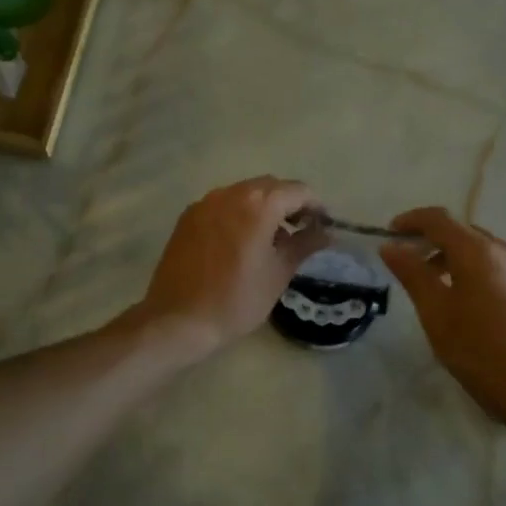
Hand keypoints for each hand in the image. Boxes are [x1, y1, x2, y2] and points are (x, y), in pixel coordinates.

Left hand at [136, 177, 328, 357]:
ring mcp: (205, 203)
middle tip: (299, 232)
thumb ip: (304, 245)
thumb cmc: (237, 300)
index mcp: (259, 204)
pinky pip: (222, 205)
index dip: (315, 207)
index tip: (321, 227)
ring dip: (262, 208)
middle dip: (289, 203)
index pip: (298, 191)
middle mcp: (231, 193)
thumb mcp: (278, 274)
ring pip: (244, 193)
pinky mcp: (188, 216)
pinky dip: (238, 214)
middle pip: (270, 186)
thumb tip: (327, 232)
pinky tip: (239, 243)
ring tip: (269, 240)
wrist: (178, 319)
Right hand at [380, 207, 505, 429]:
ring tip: (436, 287)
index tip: (390, 234)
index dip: (411, 220)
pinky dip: (475, 271)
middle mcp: (505, 251)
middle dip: (432, 241)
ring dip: (454, 258)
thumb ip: (412, 274)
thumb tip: (391, 246)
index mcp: (478, 252)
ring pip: (482, 251)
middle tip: (409, 264)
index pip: (439, 219)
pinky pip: (499, 268)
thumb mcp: (435, 313)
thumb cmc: (479, 351)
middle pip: (462, 232)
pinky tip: (468, 303)